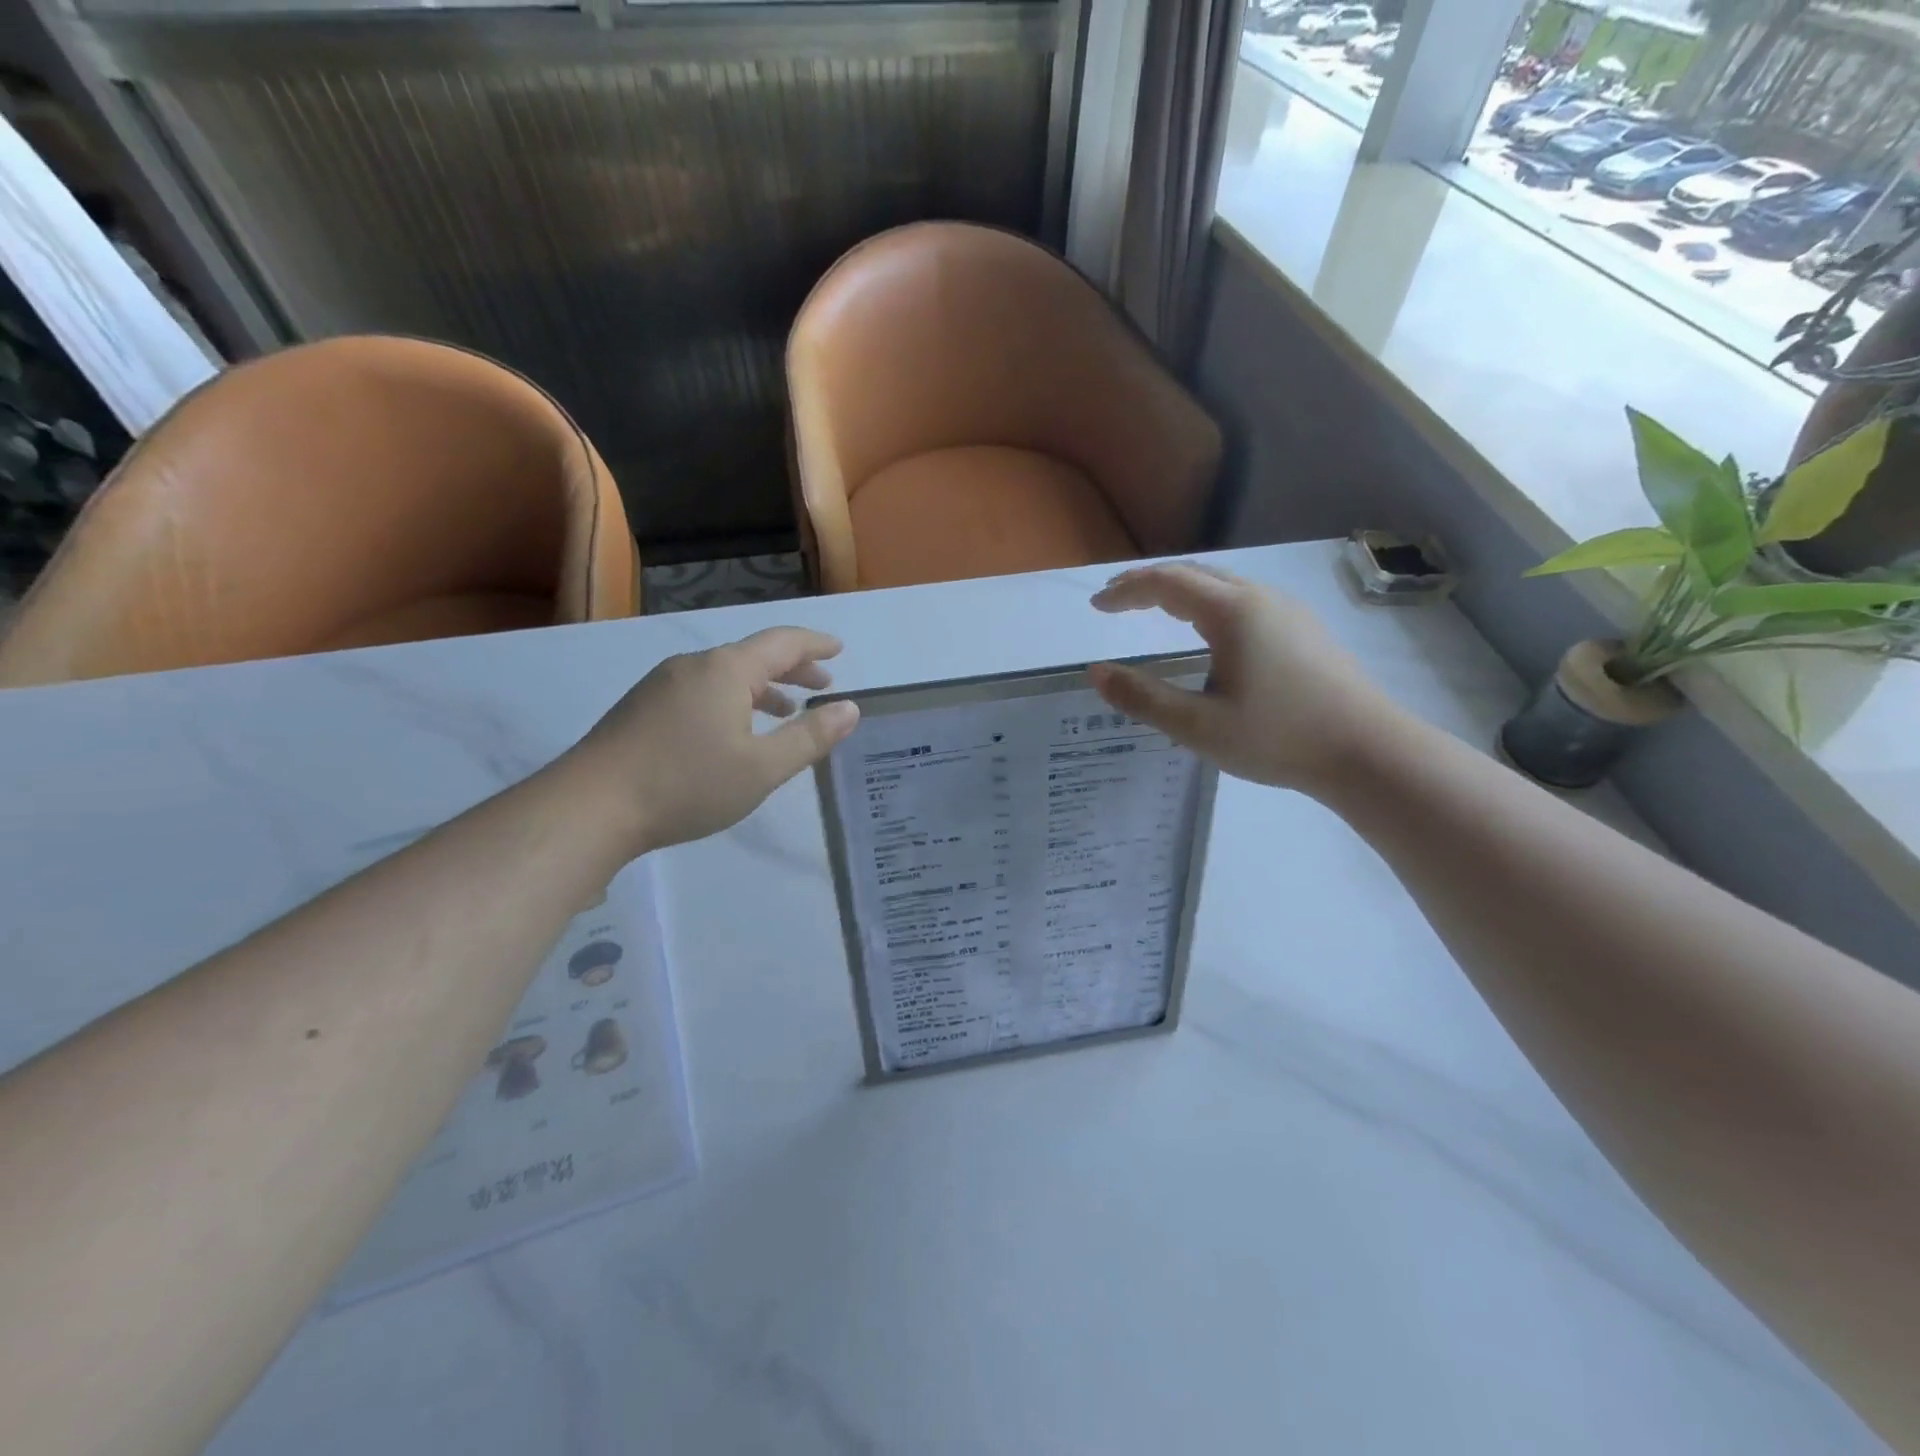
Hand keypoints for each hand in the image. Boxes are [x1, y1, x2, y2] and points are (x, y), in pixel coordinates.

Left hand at [564, 627, 859, 854]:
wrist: (591, 806)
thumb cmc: (687, 784)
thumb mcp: (763, 768)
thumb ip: (810, 737)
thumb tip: (850, 709)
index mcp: (727, 670)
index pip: (782, 642)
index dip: (815, 644)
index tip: (840, 649)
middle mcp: (694, 666)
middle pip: (753, 656)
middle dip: (793, 668)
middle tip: (823, 684)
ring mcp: (663, 685)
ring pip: (726, 676)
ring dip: (763, 688)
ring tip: (787, 711)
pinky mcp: (643, 708)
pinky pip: (702, 691)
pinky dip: (733, 700)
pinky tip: (733, 732)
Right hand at [1088, 562, 1397, 792]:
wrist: (1367, 751)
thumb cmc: (1277, 737)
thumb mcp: (1198, 725)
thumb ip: (1142, 698)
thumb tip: (1095, 673)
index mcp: (1232, 612)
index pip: (1166, 584)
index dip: (1126, 591)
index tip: (1096, 606)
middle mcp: (1260, 598)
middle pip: (1194, 574)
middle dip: (1149, 583)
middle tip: (1116, 600)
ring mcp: (1287, 611)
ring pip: (1222, 585)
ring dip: (1181, 591)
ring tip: (1153, 609)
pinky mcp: (1304, 630)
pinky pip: (1244, 601)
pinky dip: (1207, 603)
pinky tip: (1207, 631)